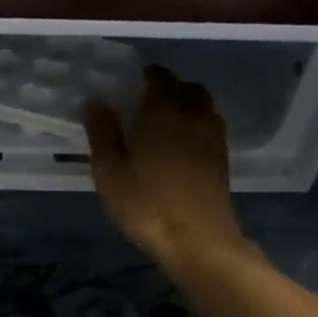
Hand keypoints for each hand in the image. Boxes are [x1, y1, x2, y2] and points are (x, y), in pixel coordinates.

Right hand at [83, 66, 248, 265]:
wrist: (197, 240)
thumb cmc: (146, 203)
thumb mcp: (109, 171)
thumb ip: (102, 132)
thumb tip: (94, 101)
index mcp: (162, 110)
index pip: (158, 76)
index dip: (144, 76)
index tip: (127, 86)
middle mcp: (193, 114)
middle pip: (186, 87)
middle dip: (167, 88)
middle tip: (144, 104)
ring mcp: (213, 137)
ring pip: (202, 106)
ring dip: (184, 106)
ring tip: (162, 124)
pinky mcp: (222, 159)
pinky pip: (208, 128)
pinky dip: (194, 127)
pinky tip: (178, 148)